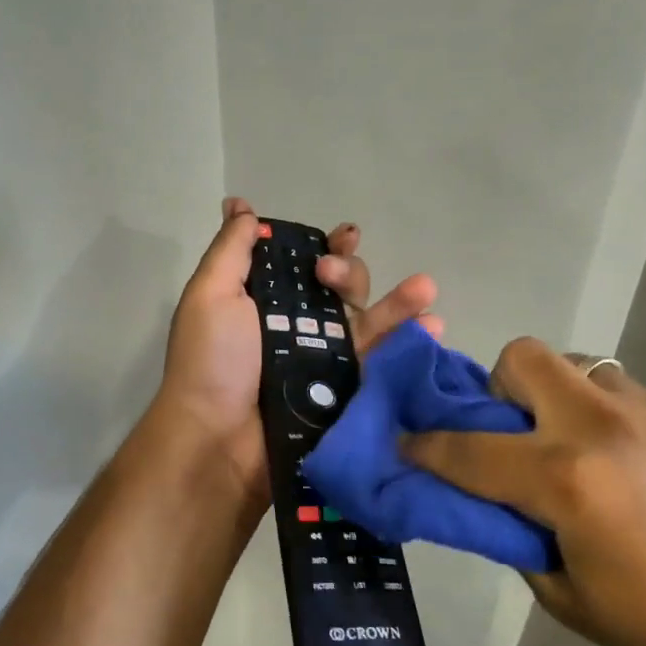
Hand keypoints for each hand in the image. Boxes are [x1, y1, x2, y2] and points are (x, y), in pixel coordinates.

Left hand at [157, 197, 440, 511]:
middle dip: (349, 273)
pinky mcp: (348, 393)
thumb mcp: (211, 294)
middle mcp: (302, 327)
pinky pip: (384, 363)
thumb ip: (231, 249)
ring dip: (401, 302)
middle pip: (343, 290)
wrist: (219, 440)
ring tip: (425, 288)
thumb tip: (238, 204)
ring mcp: (328, 361)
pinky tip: (433, 328)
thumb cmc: (212, 361)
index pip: (307, 265)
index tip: (344, 235)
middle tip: (331, 277)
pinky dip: (411, 344)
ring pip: (371, 323)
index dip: (329, 247)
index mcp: (270, 301)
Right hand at [405, 338, 645, 645]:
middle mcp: (601, 425)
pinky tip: (642, 466)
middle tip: (518, 431)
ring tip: (585, 448)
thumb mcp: (566, 596)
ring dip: (563, 399)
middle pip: (524, 357)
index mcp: (565, 479)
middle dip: (502, 386)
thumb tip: (490, 497)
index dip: (426, 445)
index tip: (408, 442)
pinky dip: (614, 420)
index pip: (468, 449)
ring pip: (579, 366)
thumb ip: (516, 534)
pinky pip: (628, 394)